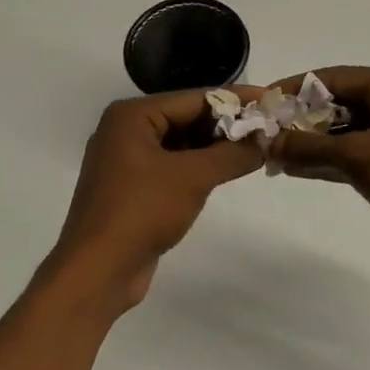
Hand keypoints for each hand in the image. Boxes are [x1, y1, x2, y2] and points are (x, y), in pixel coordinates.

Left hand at [42, 88, 265, 311]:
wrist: (98, 271)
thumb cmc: (142, 211)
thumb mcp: (193, 177)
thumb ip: (232, 154)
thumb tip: (266, 140)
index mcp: (132, 116)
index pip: (194, 98)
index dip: (236, 99)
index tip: (271, 100)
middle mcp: (126, 131)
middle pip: (187, 118)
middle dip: (227, 124)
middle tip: (269, 127)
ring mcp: (127, 161)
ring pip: (181, 144)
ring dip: (216, 147)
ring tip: (257, 147)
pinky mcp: (133, 188)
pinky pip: (172, 166)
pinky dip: (199, 166)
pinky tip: (228, 171)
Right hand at [268, 67, 369, 267]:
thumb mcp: (357, 155)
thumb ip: (309, 147)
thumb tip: (267, 143)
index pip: (334, 78)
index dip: (296, 89)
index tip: (263, 102)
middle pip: (337, 104)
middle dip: (301, 119)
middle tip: (265, 132)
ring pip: (342, 133)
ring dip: (310, 143)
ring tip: (272, 154)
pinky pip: (351, 156)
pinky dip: (325, 161)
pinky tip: (293, 170)